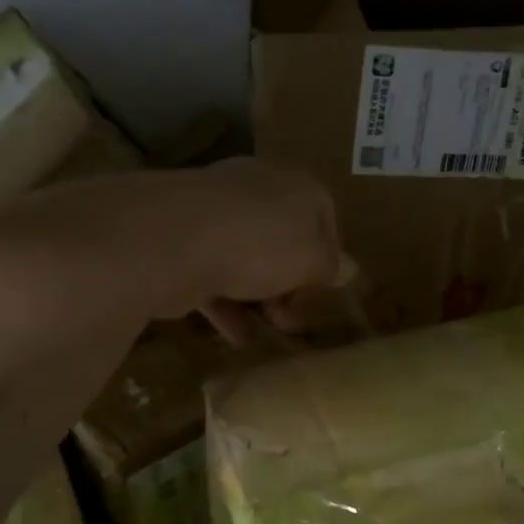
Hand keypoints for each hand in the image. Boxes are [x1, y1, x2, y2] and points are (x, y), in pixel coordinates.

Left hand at [163, 159, 350, 343]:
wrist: (175, 238)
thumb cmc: (261, 243)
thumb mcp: (312, 260)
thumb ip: (331, 267)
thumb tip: (348, 269)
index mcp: (295, 186)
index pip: (324, 215)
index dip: (329, 255)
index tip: (325, 289)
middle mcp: (256, 190)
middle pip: (283, 238)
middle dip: (292, 283)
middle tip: (293, 317)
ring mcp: (214, 213)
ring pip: (246, 258)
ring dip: (259, 298)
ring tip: (268, 332)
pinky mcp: (182, 240)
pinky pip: (213, 273)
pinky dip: (227, 305)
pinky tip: (237, 337)